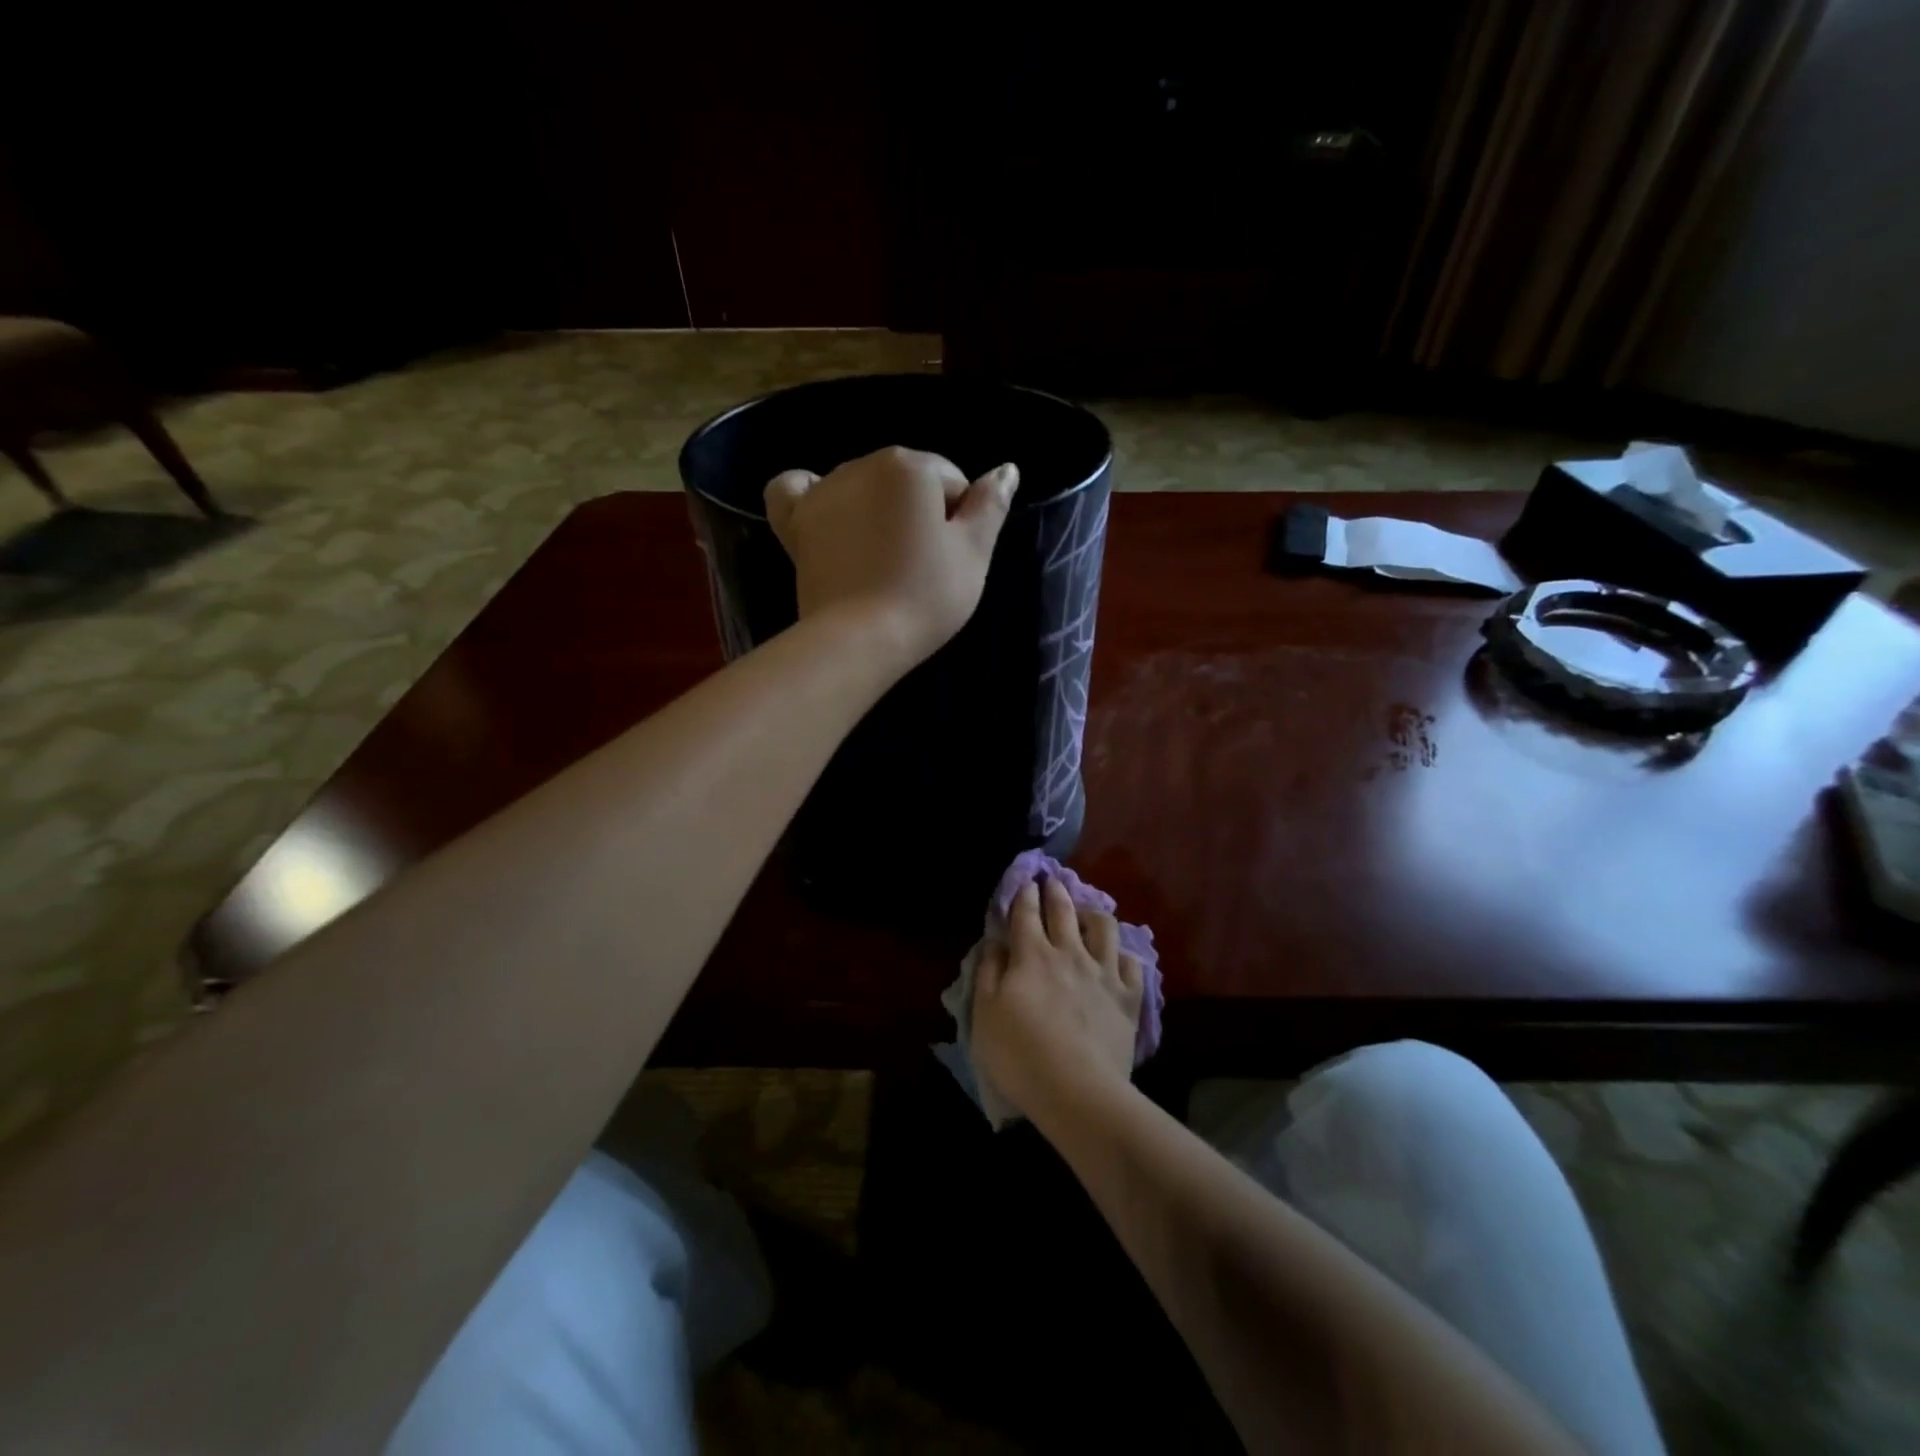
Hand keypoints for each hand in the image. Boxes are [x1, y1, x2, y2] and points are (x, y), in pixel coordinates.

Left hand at [765, 446, 1017, 666]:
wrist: (861, 639)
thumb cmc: (926, 596)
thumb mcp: (974, 554)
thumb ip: (991, 506)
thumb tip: (1007, 469)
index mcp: (911, 467)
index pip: (951, 483)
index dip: (959, 522)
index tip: (950, 561)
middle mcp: (863, 465)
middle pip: (906, 482)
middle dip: (917, 515)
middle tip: (919, 568)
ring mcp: (823, 492)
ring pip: (861, 486)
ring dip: (875, 511)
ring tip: (879, 560)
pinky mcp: (795, 523)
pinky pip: (794, 489)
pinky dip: (810, 496)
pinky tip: (824, 514)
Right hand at [972, 877, 1144, 1122]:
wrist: (1078, 1091)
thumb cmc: (1020, 1054)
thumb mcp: (985, 1014)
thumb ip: (988, 973)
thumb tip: (996, 945)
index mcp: (1032, 954)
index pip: (1027, 912)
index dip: (1025, 894)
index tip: (1026, 882)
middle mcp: (1070, 953)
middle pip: (1064, 910)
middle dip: (1056, 892)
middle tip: (1053, 882)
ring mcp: (1104, 973)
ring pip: (1105, 927)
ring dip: (1094, 915)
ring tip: (1088, 916)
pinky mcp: (1129, 998)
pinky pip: (1132, 964)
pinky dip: (1123, 956)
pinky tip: (1118, 959)